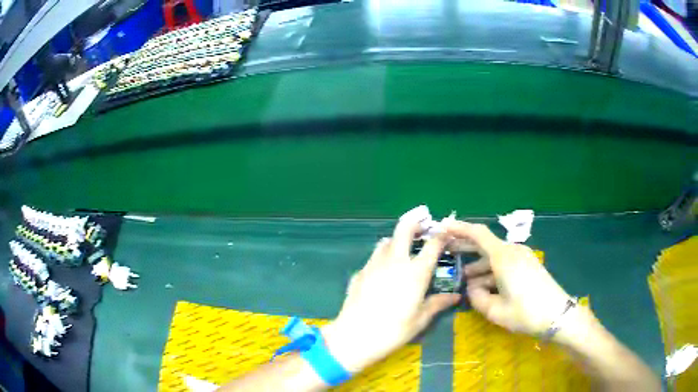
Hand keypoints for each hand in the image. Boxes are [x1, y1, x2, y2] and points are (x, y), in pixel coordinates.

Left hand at [322, 208, 460, 372]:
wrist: (355, 336)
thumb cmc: (393, 330)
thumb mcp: (420, 320)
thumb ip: (438, 304)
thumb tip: (455, 297)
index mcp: (415, 272)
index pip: (433, 245)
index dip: (441, 234)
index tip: (446, 231)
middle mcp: (395, 261)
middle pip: (404, 229)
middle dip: (415, 219)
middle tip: (423, 217)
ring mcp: (374, 264)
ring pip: (387, 240)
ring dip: (397, 237)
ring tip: (404, 245)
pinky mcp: (360, 272)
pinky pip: (374, 256)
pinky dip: (383, 254)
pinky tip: (384, 269)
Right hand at [445, 221, 573, 337]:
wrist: (557, 315)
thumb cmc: (525, 313)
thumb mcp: (496, 311)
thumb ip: (477, 298)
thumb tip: (472, 288)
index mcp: (503, 257)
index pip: (477, 234)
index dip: (459, 229)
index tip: (443, 227)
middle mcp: (512, 251)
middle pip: (485, 243)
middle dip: (466, 247)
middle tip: (447, 253)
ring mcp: (522, 257)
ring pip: (494, 256)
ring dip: (479, 265)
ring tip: (464, 279)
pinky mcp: (528, 264)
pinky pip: (504, 263)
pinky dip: (491, 270)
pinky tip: (485, 285)